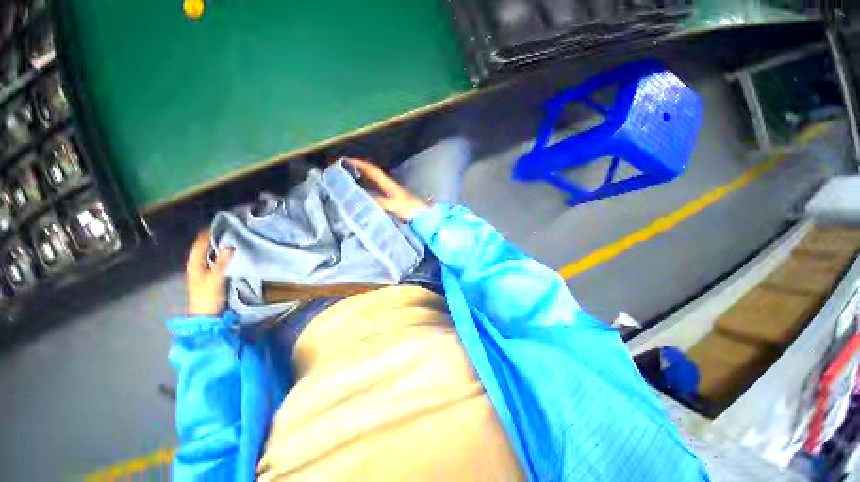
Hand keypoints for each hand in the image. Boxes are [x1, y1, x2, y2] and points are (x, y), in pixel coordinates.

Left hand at [185, 230, 233, 315]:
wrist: (206, 315)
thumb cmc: (208, 296)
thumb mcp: (216, 279)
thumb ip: (222, 263)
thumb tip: (229, 246)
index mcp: (194, 264)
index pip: (199, 244)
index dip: (207, 234)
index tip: (219, 223)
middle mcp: (196, 265)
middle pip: (203, 247)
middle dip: (213, 237)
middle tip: (227, 228)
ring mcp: (202, 271)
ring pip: (209, 253)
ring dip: (217, 245)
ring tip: (230, 237)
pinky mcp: (209, 276)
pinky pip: (214, 259)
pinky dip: (220, 254)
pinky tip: (229, 252)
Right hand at [347, 159, 428, 221]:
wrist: (427, 219)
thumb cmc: (413, 210)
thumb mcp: (395, 205)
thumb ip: (380, 202)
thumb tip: (361, 199)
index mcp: (390, 185)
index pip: (373, 171)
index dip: (360, 164)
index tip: (345, 160)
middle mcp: (389, 188)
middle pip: (371, 177)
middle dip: (357, 173)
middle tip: (340, 174)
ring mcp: (391, 197)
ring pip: (373, 187)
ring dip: (361, 184)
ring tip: (345, 186)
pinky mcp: (392, 206)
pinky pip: (376, 197)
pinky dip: (367, 197)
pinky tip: (361, 202)